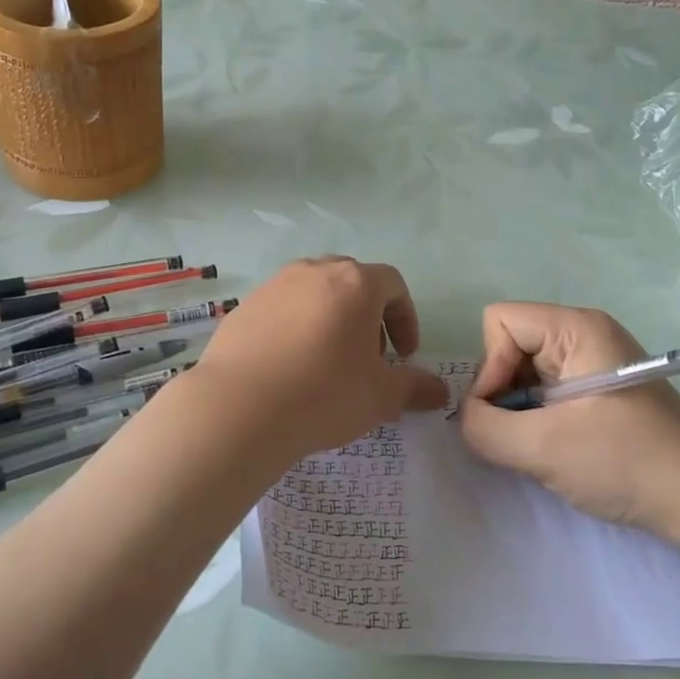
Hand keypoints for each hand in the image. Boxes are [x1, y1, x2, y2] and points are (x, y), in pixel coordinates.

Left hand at [188, 258, 447, 462]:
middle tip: (368, 357)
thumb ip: (415, 387)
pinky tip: (290, 366)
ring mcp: (275, 285)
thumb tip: (440, 391)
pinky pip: (282, 308)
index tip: (403, 356)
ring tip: (327, 361)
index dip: (405, 319)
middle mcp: (315, 271)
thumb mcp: (381, 397)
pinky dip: (296, 327)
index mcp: (355, 283)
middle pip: (353, 281)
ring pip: (315, 292)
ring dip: (331, 318)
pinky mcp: (245, 305)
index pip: (393, 285)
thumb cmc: (324, 394)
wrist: (240, 407)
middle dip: (368, 316)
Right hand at [458, 302, 679, 541]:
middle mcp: (582, 334)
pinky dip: (537, 419)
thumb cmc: (627, 462)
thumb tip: (465, 418)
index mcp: (575, 328)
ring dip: (519, 410)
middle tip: (522, 435)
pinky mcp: (599, 390)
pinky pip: (545, 391)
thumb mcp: (542, 447)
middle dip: (503, 391)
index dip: (490, 366)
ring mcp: (593, 362)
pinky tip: (557, 448)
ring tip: (541, 446)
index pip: (499, 321)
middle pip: (509, 344)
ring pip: (524, 371)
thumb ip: (484, 427)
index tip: (504, 412)